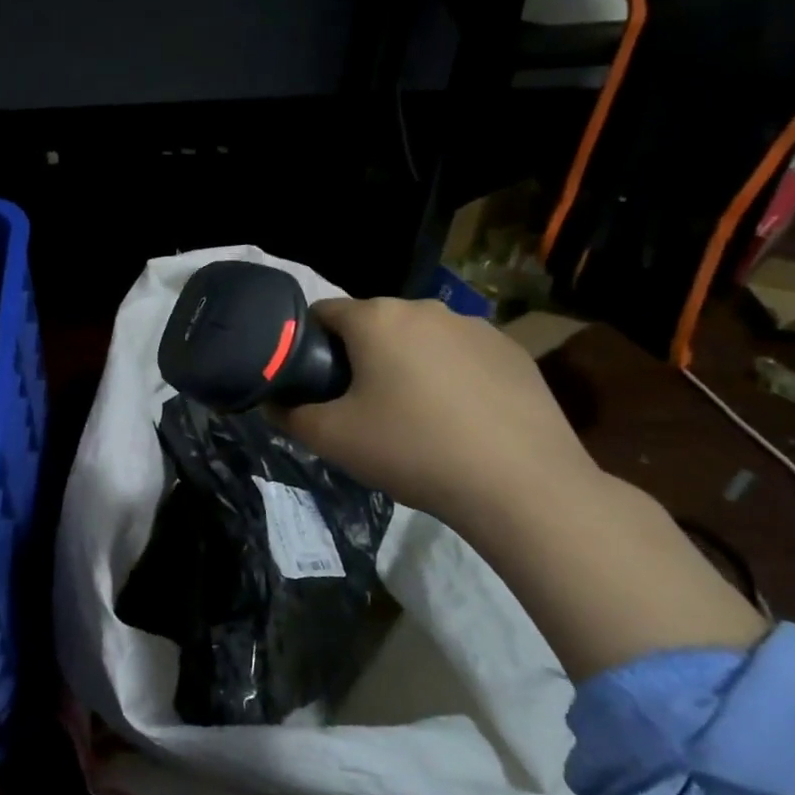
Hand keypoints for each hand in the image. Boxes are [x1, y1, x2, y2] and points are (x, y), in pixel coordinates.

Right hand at [272, 298, 764, 677]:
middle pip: (372, 323)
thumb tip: (272, 402)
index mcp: (377, 318)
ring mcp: (476, 326)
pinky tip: (457, 419)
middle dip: (357, 355)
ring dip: (404, 363)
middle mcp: (425, 308)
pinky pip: (460, 355)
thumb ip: (288, 415)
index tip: (311, 383)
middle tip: (357, 406)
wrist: (522, 486)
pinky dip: (448, 376)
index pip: (321, 312)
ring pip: (418, 338)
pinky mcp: (513, 351)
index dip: (306, 345)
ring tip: (411, 415)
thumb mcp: (332, 440)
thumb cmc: (412, 450)